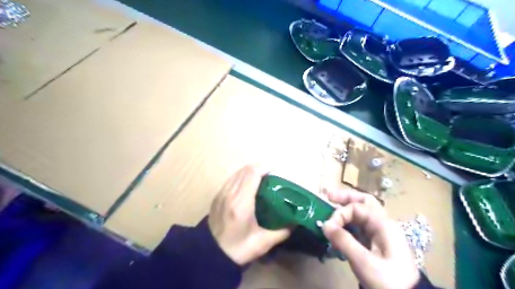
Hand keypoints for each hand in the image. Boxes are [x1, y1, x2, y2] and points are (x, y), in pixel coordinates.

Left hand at [208, 166, 288, 265]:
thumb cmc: (238, 249)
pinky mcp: (217, 196)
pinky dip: (241, 177)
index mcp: (241, 203)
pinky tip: (248, 186)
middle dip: (259, 168)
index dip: (264, 168)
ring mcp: (221, 193)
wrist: (211, 255)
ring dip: (250, 171)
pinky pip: (231, 179)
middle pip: (245, 170)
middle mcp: (230, 193)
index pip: (252, 174)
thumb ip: (282, 232)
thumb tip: (295, 222)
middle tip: (271, 176)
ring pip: (237, 172)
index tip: (275, 172)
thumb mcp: (263, 243)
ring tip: (261, 179)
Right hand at [320, 190, 419, 288]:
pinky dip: (348, 222)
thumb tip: (325, 225)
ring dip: (346, 208)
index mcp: (383, 224)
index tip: (328, 227)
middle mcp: (383, 223)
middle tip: (328, 195)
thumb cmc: (389, 281)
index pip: (356, 207)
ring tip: (331, 206)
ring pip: (362, 212)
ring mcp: (380, 232)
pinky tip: (339, 226)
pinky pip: (360, 225)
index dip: (340, 213)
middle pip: (364, 202)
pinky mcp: (376, 242)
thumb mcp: (364, 262)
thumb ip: (344, 241)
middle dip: (345, 197)